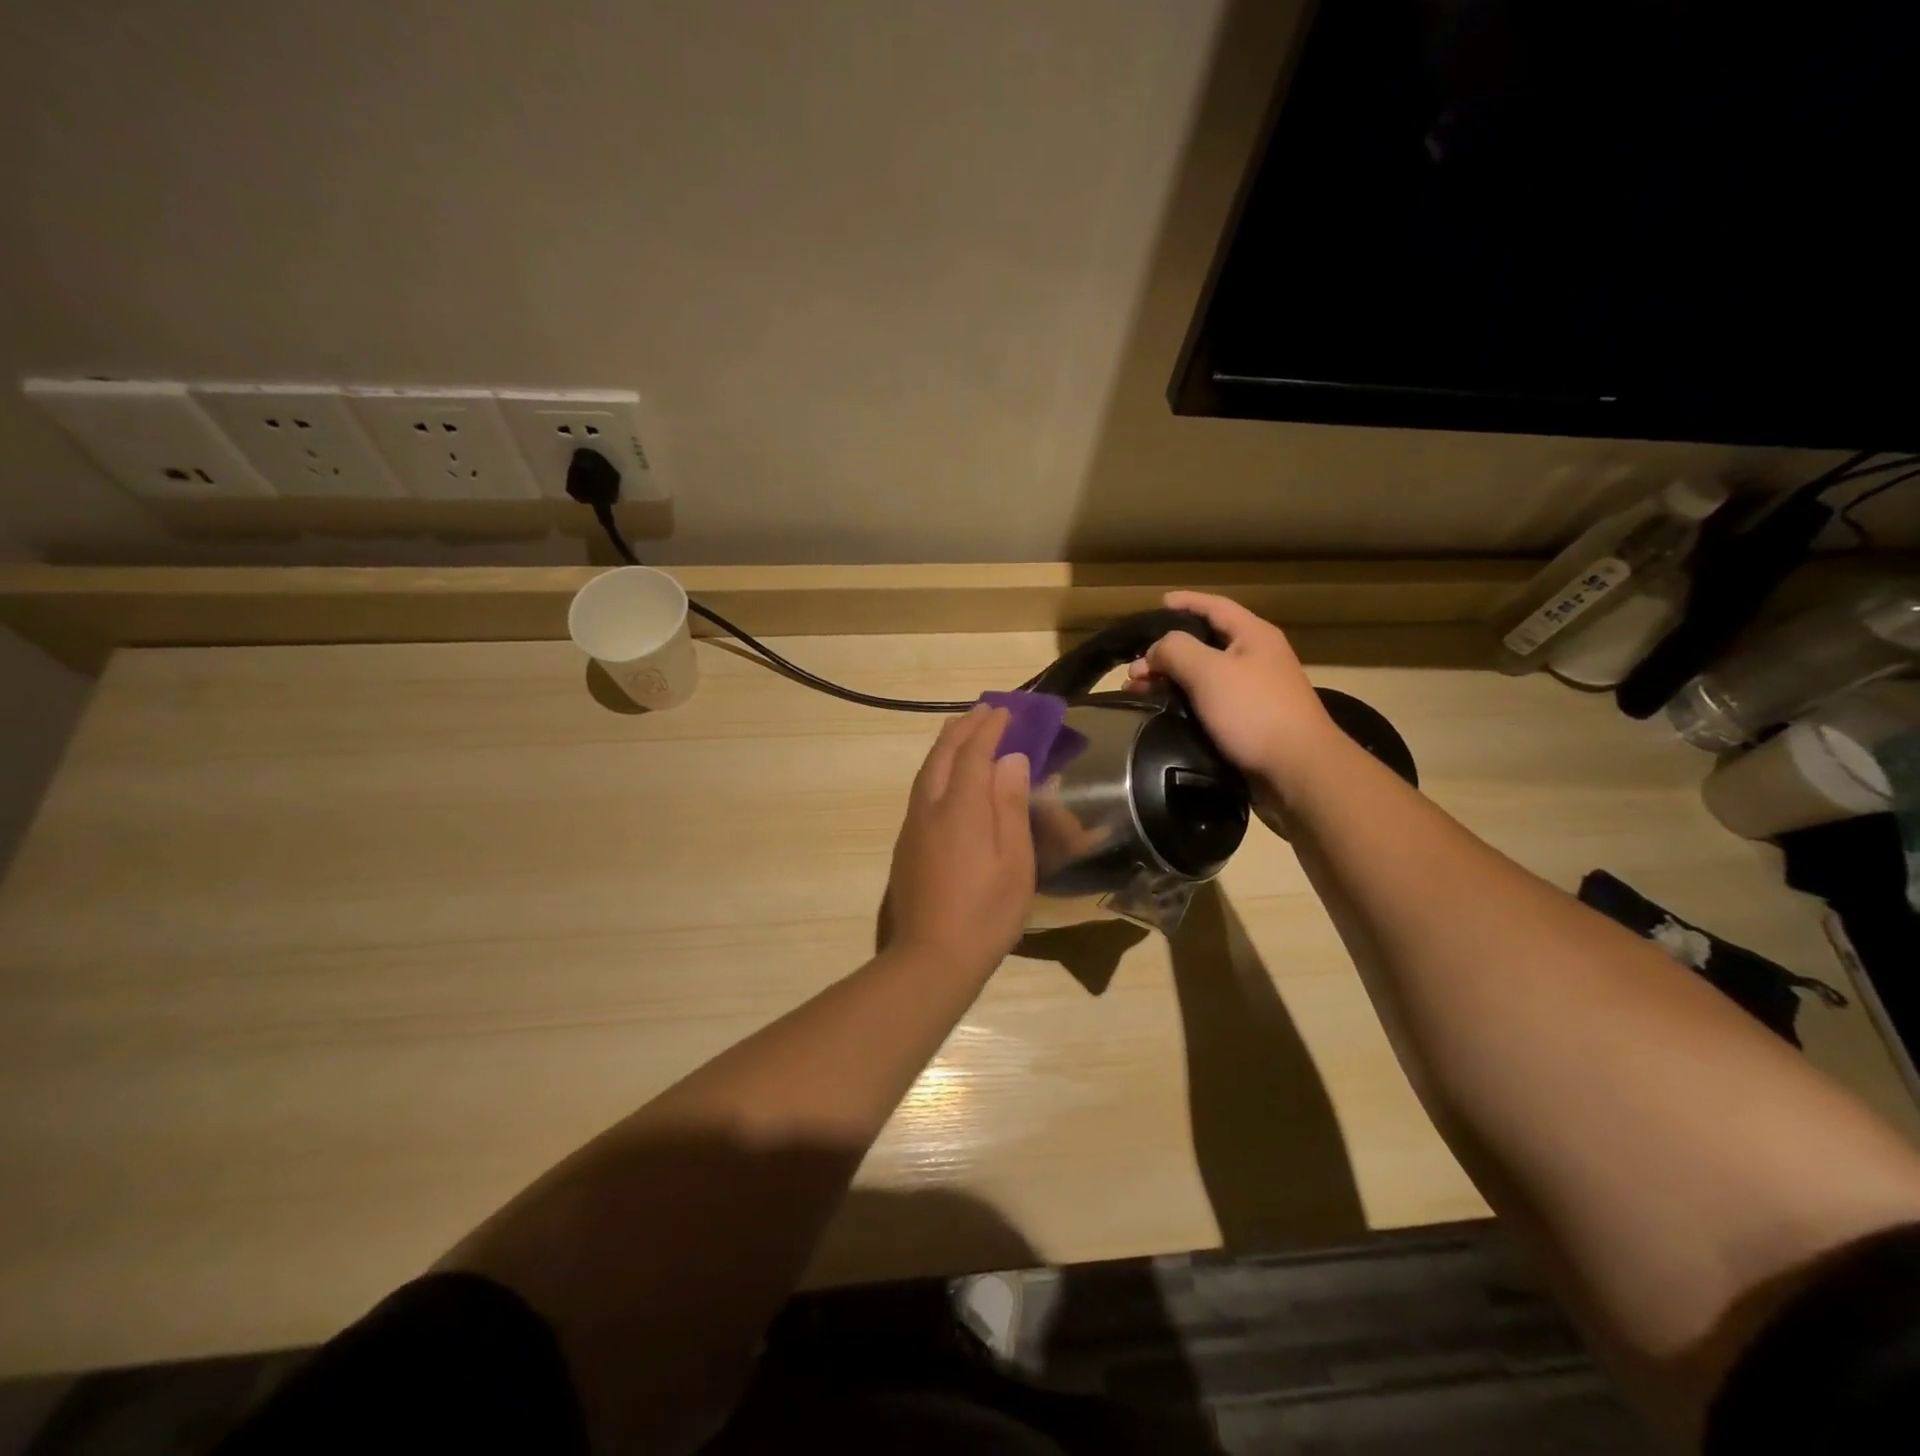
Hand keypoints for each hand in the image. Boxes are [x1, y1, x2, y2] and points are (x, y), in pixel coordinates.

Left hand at [884, 706, 1034, 976]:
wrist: (930, 958)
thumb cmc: (985, 913)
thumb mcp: (1014, 862)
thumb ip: (1010, 806)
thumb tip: (1010, 760)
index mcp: (961, 808)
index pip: (975, 752)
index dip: (991, 728)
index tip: (1006, 711)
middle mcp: (931, 807)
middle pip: (944, 754)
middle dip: (964, 728)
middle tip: (984, 710)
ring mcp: (913, 826)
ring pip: (927, 770)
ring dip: (947, 745)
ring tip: (962, 731)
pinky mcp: (906, 844)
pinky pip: (921, 789)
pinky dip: (937, 768)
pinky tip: (946, 777)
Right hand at [1126, 591, 1344, 798]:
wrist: (1296, 771)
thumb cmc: (1253, 712)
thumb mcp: (1208, 671)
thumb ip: (1175, 650)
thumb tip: (1155, 651)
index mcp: (1253, 636)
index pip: (1214, 606)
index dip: (1185, 602)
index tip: (1157, 604)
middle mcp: (1256, 658)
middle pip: (1204, 644)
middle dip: (1166, 653)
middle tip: (1133, 671)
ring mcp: (1254, 692)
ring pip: (1203, 676)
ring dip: (1170, 681)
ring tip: (1139, 695)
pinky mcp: (1248, 722)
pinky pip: (1209, 703)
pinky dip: (1183, 704)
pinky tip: (1163, 715)